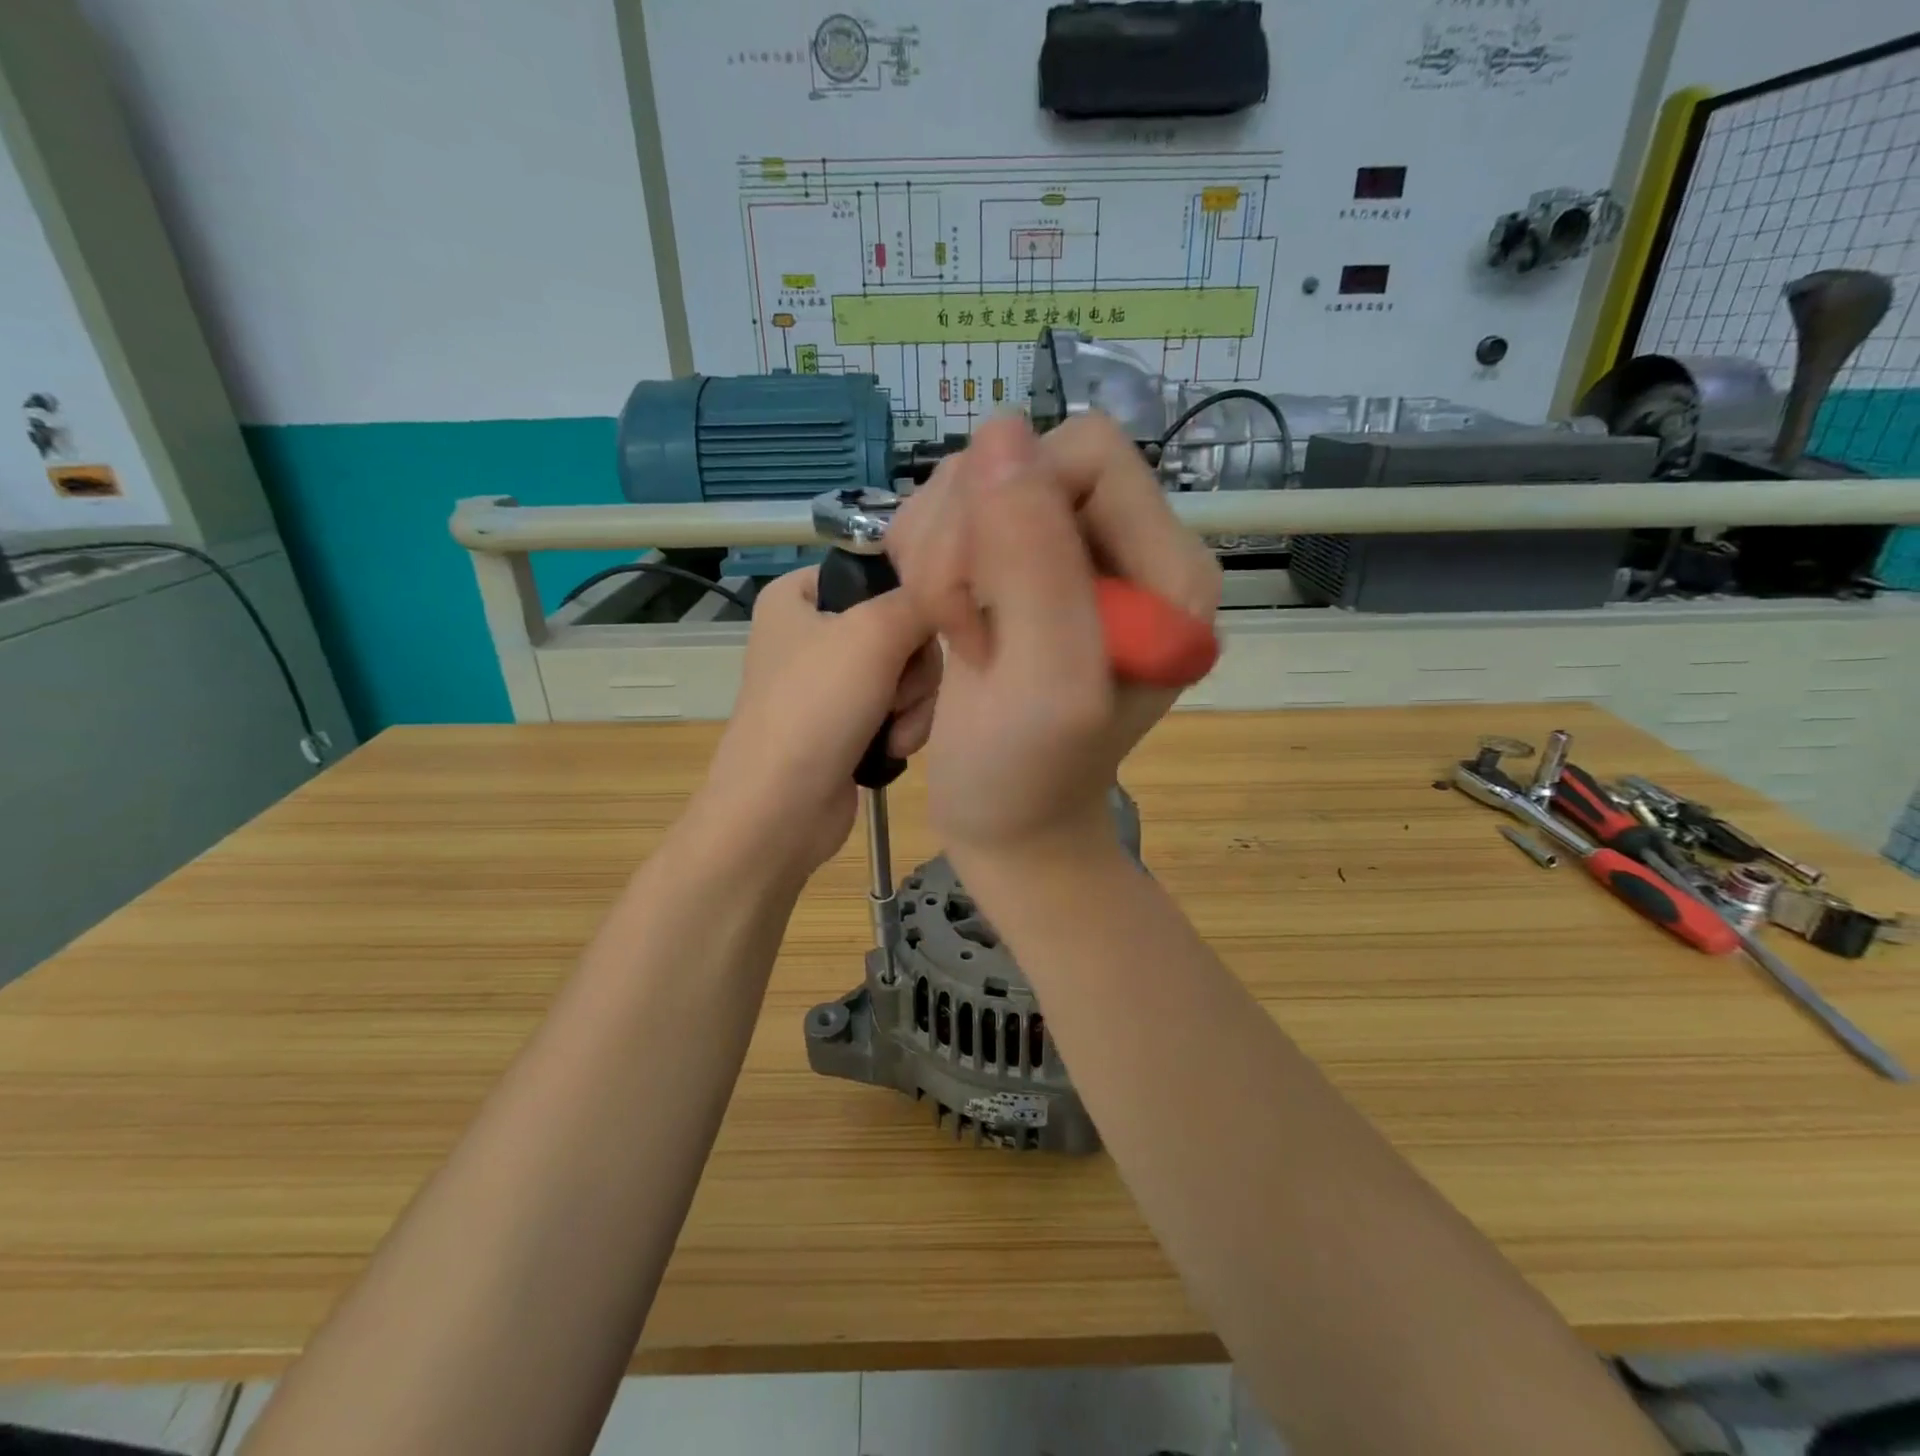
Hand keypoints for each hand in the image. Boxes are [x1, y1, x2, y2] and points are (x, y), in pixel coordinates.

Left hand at [693, 567, 938, 876]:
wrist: (781, 809)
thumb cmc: (816, 707)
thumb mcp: (873, 633)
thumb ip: (923, 599)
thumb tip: (957, 590)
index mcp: (798, 595)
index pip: (875, 569)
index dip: (910, 594)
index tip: (931, 620)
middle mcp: (813, 633)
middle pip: (902, 626)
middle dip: (913, 668)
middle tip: (896, 691)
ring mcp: (831, 683)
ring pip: (908, 672)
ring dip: (913, 703)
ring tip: (893, 729)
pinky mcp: (848, 724)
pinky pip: (900, 707)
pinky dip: (904, 727)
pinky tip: (892, 748)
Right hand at [886, 413, 1218, 860]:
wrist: (1009, 821)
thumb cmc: (1028, 773)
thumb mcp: (1044, 681)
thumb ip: (1035, 560)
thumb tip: (1002, 432)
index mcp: (1165, 567)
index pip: (1086, 451)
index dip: (1015, 507)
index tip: (986, 597)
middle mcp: (1122, 546)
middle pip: (1022, 462)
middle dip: (966, 540)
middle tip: (961, 627)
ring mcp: (1064, 555)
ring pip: (977, 485)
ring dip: (940, 555)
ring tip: (954, 633)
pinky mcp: (1015, 569)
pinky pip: (953, 517)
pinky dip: (928, 562)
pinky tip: (940, 620)